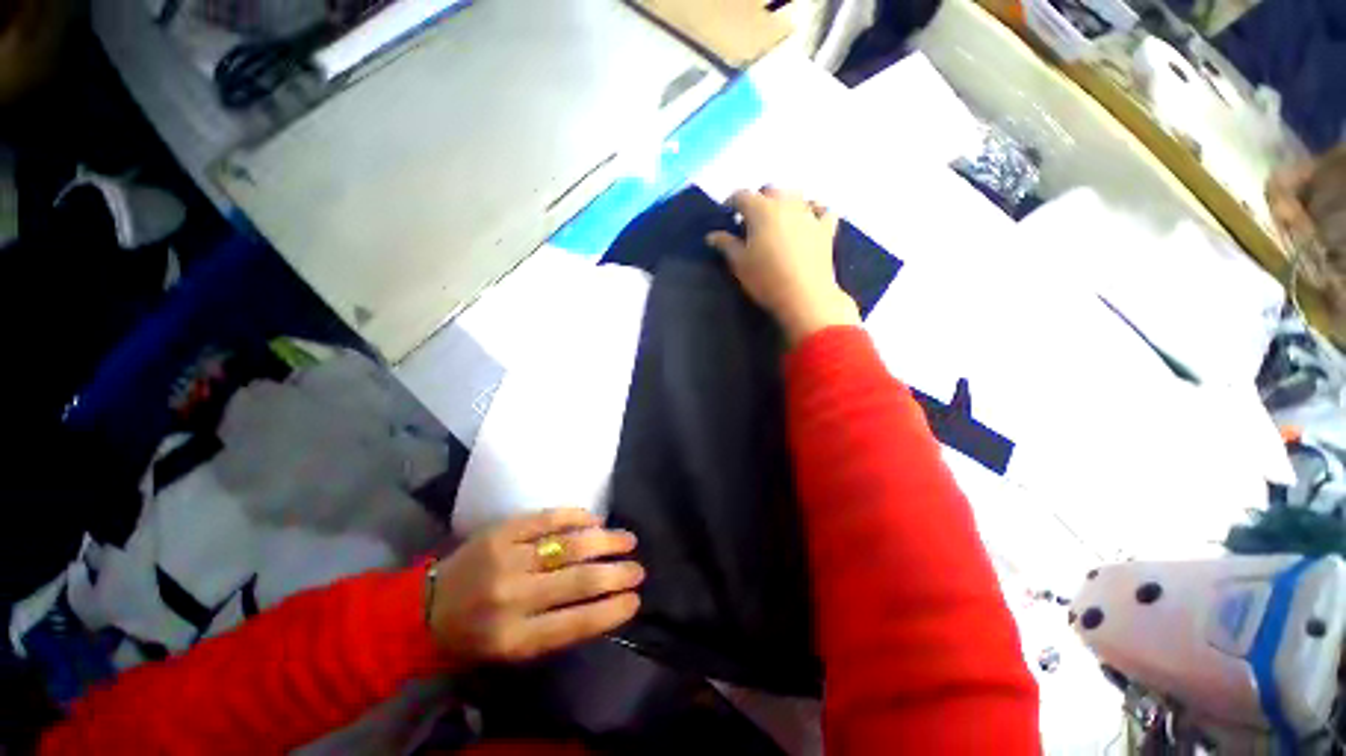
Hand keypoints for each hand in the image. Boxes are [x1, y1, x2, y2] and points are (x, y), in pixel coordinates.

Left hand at [427, 509, 642, 663]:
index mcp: (514, 637)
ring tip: (628, 539)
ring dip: (605, 540)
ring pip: (568, 545)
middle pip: (578, 580)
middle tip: (638, 568)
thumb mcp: (512, 652)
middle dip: (616, 573)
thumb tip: (603, 603)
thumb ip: (556, 630)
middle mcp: (512, 596)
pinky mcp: (502, 531)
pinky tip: (595, 519)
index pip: (576, 621)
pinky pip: (547, 518)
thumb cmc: (474, 636)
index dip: (611, 609)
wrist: (425, 607)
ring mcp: (507, 558)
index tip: (636, 600)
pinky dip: (576, 517)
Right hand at [706, 187, 859, 344]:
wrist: (805, 296)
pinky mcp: (825, 228)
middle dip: (758, 199)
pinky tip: (809, 219)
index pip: (741, 195)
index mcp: (761, 209)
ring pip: (795, 195)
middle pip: (769, 190)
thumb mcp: (739, 263)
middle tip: (751, 220)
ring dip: (783, 202)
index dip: (731, 202)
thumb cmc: (766, 279)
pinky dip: (814, 210)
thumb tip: (712, 235)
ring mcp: (809, 214)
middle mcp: (786, 204)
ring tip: (777, 219)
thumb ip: (725, 244)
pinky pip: (822, 210)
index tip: (727, 213)